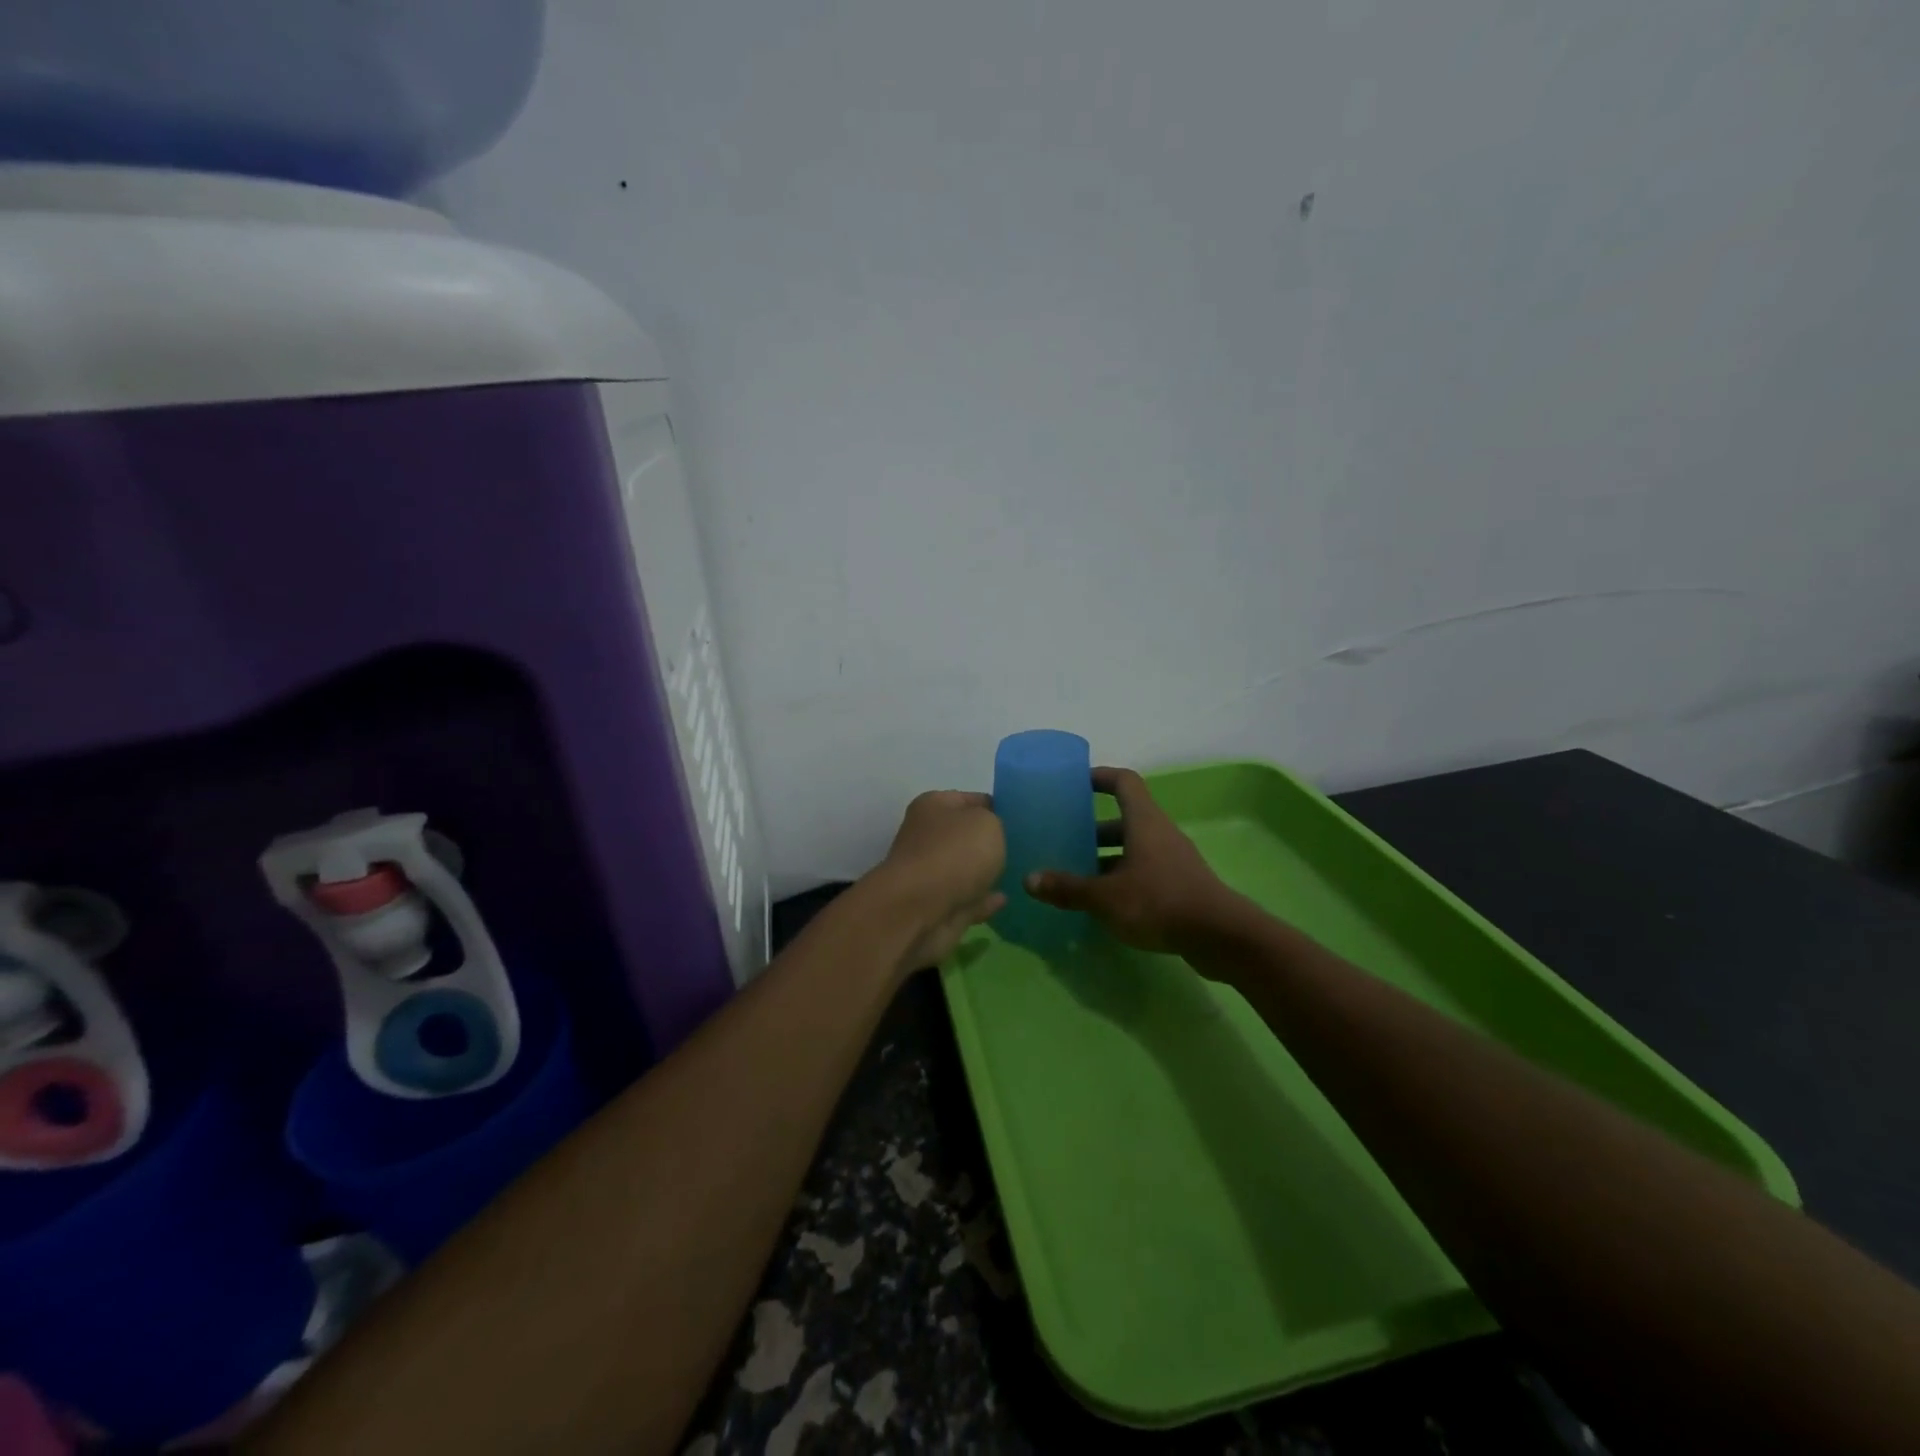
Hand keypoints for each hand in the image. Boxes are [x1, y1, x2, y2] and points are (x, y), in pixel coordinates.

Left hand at [870, 790, 1006, 969]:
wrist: (921, 910)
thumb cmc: (955, 853)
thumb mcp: (987, 823)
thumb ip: (994, 823)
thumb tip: (989, 833)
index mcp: (933, 807)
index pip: (968, 798)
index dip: (993, 805)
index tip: (1018, 816)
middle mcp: (927, 837)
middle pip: (963, 835)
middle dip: (988, 841)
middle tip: (1021, 846)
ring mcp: (930, 874)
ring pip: (963, 870)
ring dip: (983, 872)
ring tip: (1015, 873)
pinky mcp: (936, 907)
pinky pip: (967, 900)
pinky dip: (982, 901)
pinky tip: (1003, 900)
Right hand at [1026, 767, 1240, 954]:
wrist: (1220, 936)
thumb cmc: (1159, 902)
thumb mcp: (1105, 897)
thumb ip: (1068, 888)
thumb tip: (1029, 880)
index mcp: (1144, 821)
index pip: (1124, 782)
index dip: (1101, 776)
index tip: (1076, 783)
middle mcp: (1160, 833)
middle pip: (1125, 819)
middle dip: (1094, 828)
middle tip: (1066, 839)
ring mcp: (1173, 859)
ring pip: (1134, 848)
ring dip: (1107, 856)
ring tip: (1078, 874)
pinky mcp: (1181, 884)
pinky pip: (1145, 870)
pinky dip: (1123, 878)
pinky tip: (1104, 902)